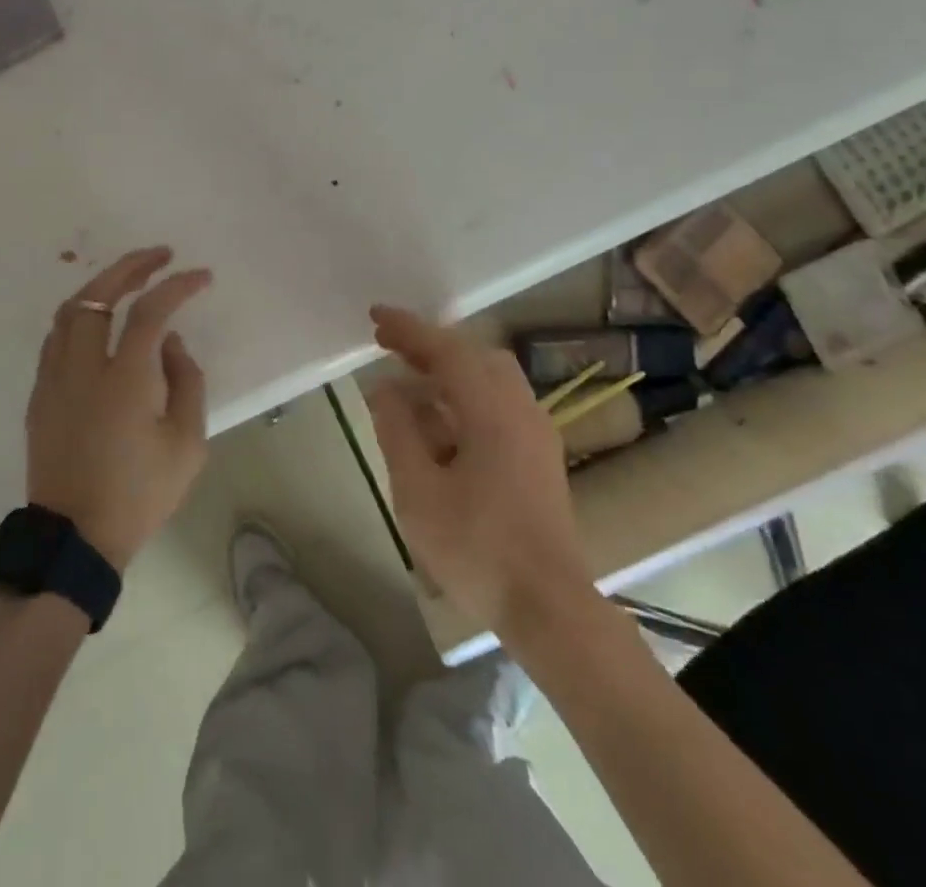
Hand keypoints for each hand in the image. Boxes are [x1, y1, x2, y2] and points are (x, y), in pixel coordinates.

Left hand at [26, 247, 212, 569]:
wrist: (75, 540)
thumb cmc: (139, 494)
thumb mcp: (187, 445)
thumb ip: (186, 382)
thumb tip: (170, 344)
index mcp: (124, 380)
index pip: (150, 312)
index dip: (177, 286)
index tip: (201, 276)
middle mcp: (83, 369)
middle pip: (97, 295)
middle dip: (130, 266)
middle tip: (159, 255)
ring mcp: (54, 380)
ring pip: (68, 312)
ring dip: (100, 286)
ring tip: (128, 280)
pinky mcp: (40, 396)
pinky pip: (57, 339)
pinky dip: (80, 316)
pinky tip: (99, 322)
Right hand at [366, 305, 593, 635]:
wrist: (549, 608)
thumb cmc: (478, 549)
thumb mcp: (419, 491)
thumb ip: (398, 430)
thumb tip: (385, 387)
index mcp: (493, 411)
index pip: (447, 350)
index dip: (409, 330)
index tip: (376, 316)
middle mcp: (520, 409)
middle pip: (473, 356)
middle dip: (429, 346)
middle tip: (388, 347)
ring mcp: (536, 432)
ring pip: (490, 378)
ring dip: (448, 371)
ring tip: (409, 382)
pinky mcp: (539, 455)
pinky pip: (499, 403)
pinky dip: (465, 396)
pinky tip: (440, 422)